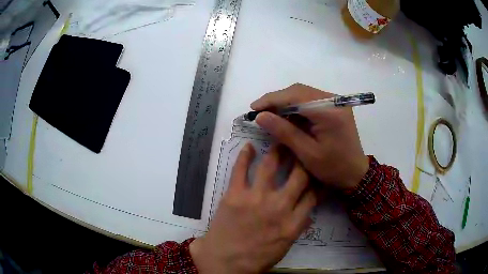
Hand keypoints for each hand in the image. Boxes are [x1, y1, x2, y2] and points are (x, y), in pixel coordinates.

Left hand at [190, 144, 315, 273]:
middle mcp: (278, 207)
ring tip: (281, 141)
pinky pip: (240, 169)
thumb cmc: (255, 259)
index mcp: (292, 223)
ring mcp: (255, 198)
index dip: (317, 182)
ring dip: (278, 151)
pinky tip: (249, 146)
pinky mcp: (234, 194)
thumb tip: (308, 212)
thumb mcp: (284, 248)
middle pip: (299, 175)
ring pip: (271, 165)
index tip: (316, 172)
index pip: (312, 195)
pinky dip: (244, 155)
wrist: (223, 262)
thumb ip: (297, 228)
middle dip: (303, 160)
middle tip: (302, 150)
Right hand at [251, 83, 368, 188]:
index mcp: (330, 111)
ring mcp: (335, 102)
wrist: (355, 173)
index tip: (253, 108)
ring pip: (304, 94)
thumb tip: (260, 116)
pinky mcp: (334, 107)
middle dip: (277, 100)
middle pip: (299, 91)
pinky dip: (296, 107)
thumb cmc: (333, 168)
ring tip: (270, 116)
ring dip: (286, 103)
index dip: (272, 99)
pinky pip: (310, 101)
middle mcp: (334, 101)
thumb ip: (284, 132)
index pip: (296, 95)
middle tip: (260, 113)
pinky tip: (287, 117)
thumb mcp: (307, 153)